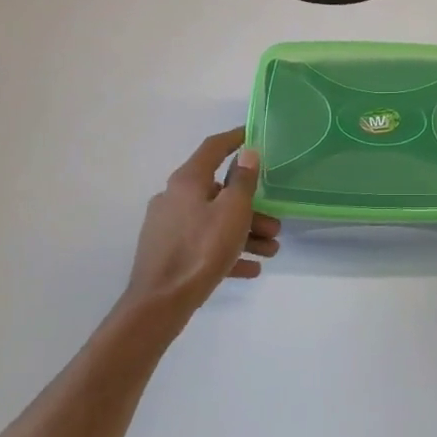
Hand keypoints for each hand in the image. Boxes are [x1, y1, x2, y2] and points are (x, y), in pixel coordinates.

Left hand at [121, 128, 280, 316]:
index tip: (254, 134)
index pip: (214, 147)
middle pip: (219, 192)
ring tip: (271, 251)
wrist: (160, 303)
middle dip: (252, 208)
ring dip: (245, 233)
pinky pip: (204, 245)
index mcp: (187, 180)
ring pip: (214, 221)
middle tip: (276, 224)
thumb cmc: (201, 249)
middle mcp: (174, 197)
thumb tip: (247, 152)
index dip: (235, 138)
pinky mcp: (168, 252)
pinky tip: (251, 269)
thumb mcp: (232, 212)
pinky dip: (228, 252)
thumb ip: (243, 181)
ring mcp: (168, 226)